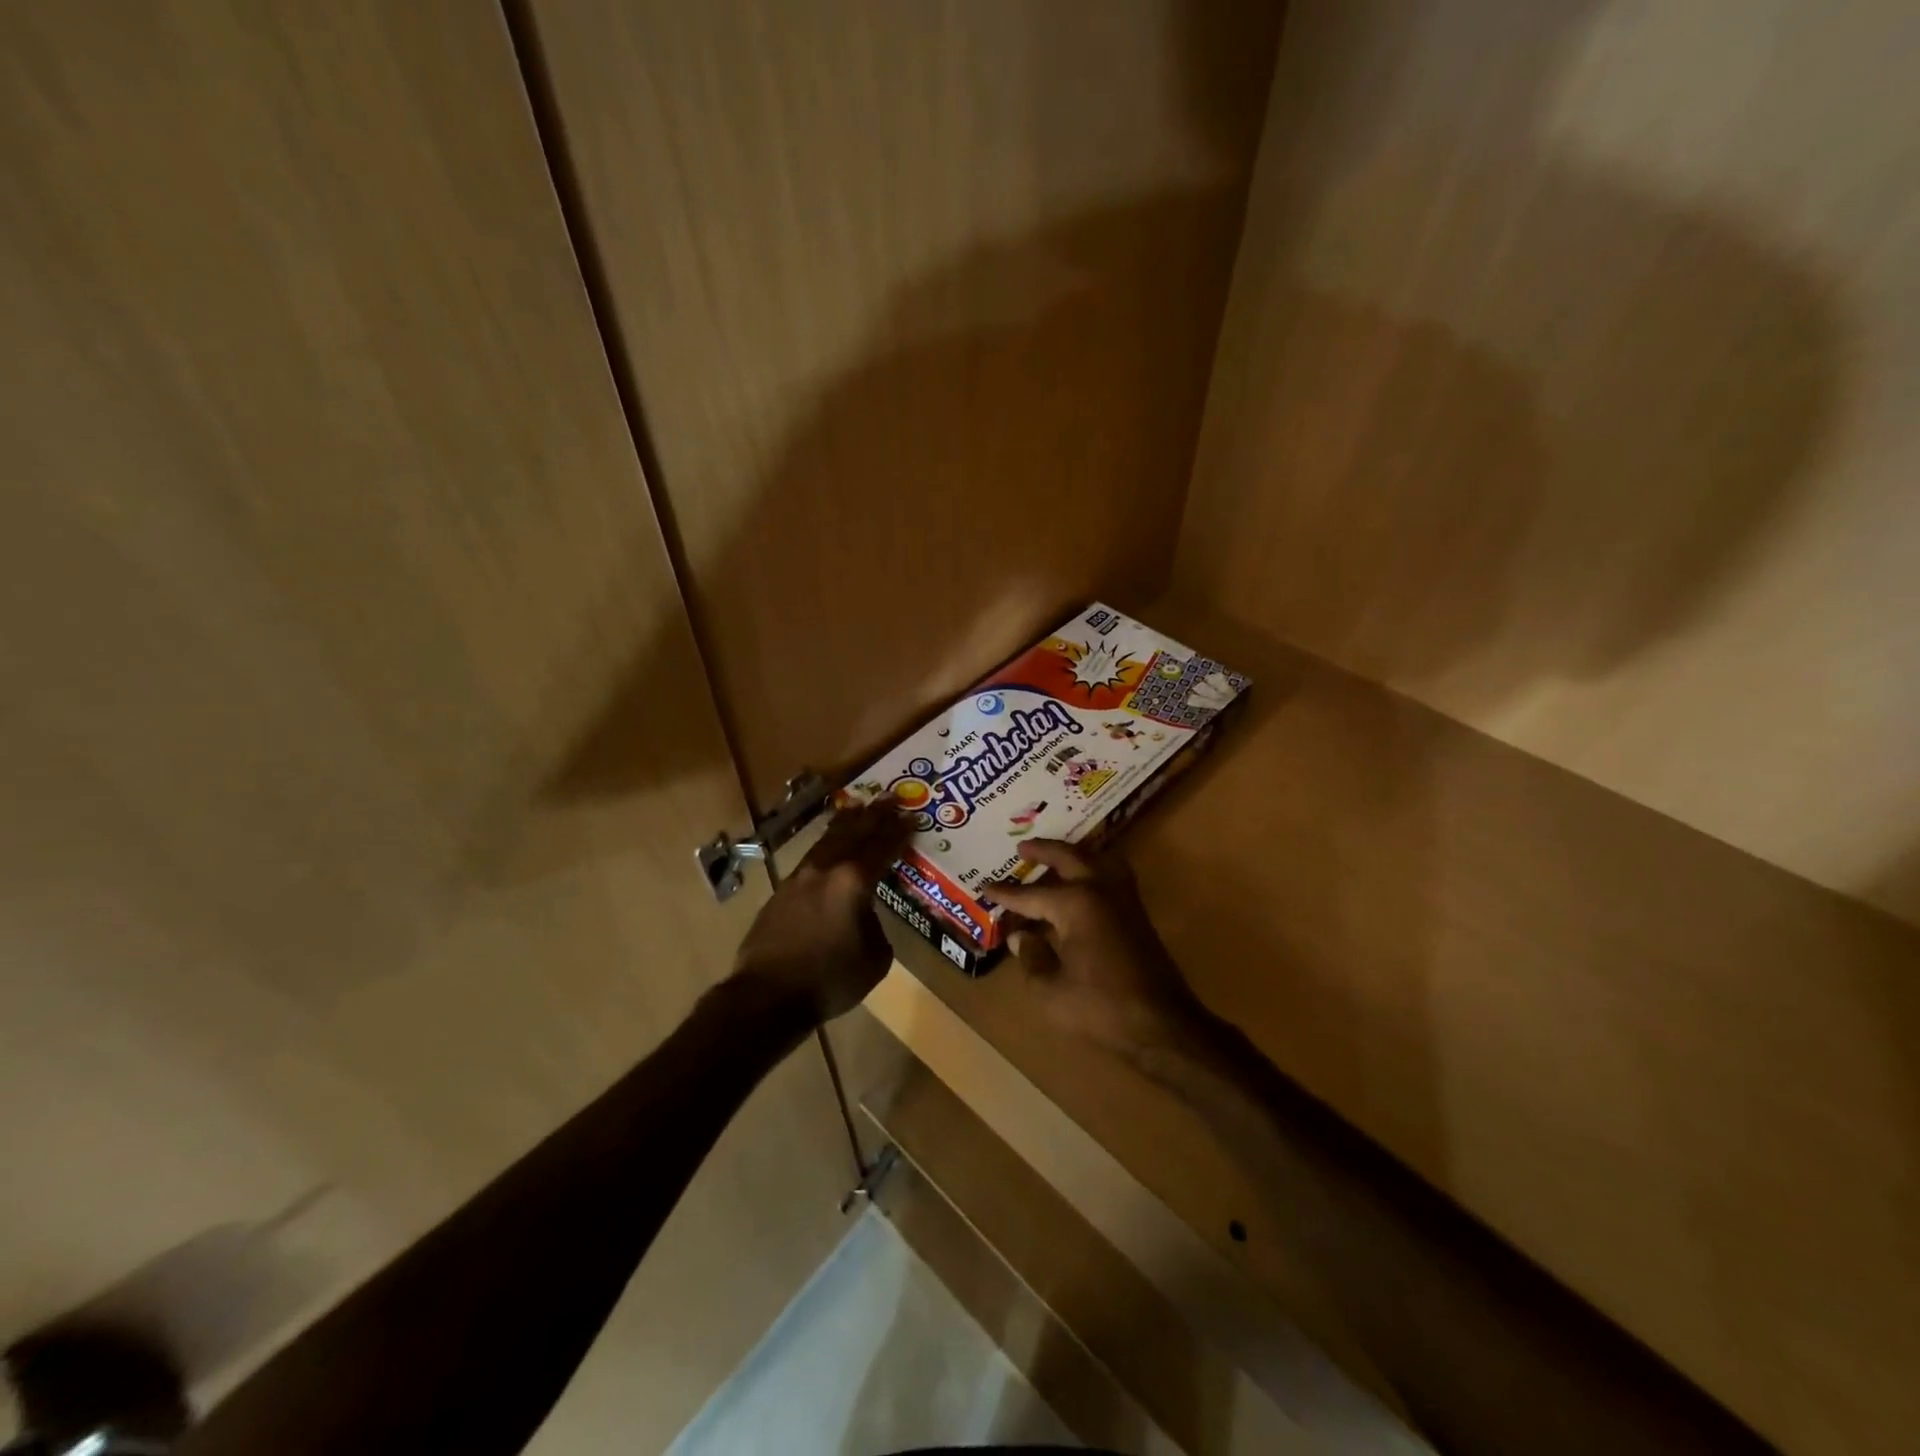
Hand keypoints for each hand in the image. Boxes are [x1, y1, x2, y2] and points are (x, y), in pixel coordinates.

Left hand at [731, 799, 911, 1022]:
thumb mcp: (875, 958)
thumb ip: (875, 926)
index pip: (882, 847)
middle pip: (855, 833)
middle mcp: (827, 869)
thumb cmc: (829, 980)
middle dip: (874, 815)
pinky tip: (829, 845)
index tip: (911, 816)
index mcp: (854, 882)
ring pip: (828, 840)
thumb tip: (865, 916)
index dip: (899, 831)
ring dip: (847, 823)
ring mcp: (800, 877)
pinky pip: (812, 857)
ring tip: (859, 807)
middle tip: (889, 796)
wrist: (767, 995)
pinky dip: (827, 843)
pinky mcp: (782, 891)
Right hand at [988, 840, 1202, 1056]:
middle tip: (1023, 847)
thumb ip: (1032, 959)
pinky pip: (1112, 873)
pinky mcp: (1136, 912)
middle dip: (1043, 851)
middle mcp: (1100, 889)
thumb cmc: (1101, 1008)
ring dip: (1074, 853)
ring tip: (1056, 855)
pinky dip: (1094, 866)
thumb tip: (1021, 937)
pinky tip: (1085, 880)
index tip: (986, 887)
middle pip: (1068, 857)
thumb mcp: (1051, 991)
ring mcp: (1123, 898)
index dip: (1006, 894)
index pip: (1031, 894)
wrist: (1161, 1023)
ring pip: (1096, 859)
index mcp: (1075, 904)